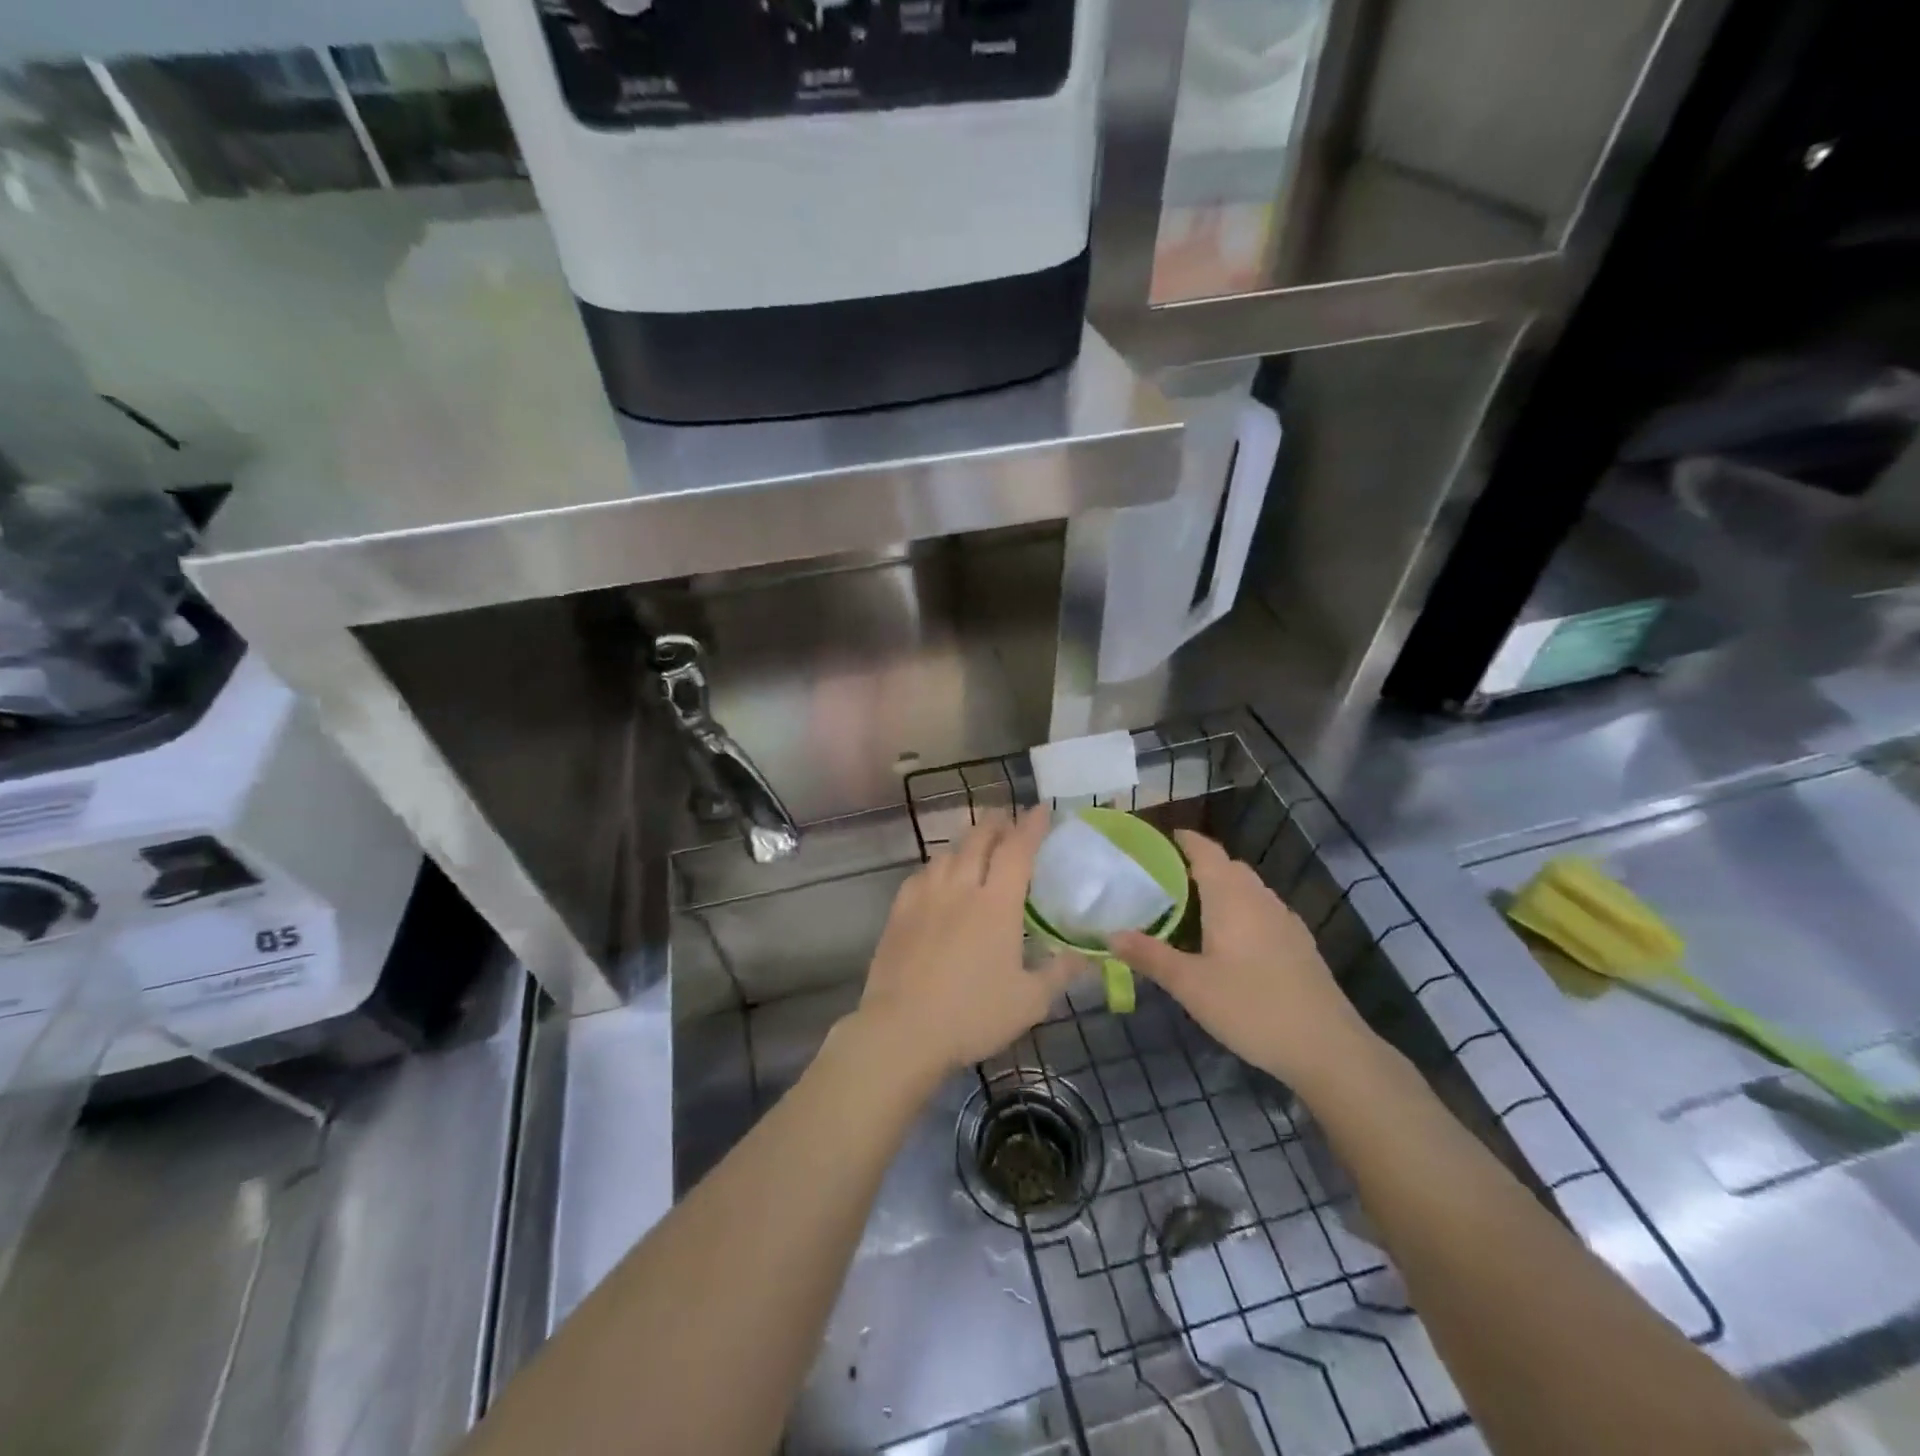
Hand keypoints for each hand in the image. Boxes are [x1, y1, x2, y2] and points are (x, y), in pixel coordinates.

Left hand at [852, 809, 1078, 1085]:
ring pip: (947, 853)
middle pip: (979, 839)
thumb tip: (1087, 956)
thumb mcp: (1030, 1001)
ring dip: (967, 843)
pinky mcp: (899, 911)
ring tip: (976, 849)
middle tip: (1008, 822)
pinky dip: (938, 867)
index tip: (1041, 810)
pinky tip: (938, 879)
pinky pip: (921, 874)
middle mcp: (960, 887)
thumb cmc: (973, 1015)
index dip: (1031, 826)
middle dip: (997, 823)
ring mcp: (925, 896)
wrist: (902, 1030)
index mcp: (997, 903)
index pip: (1018, 849)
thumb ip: (1060, 972)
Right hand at [1112, 830, 1378, 1093]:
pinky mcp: (1299, 944)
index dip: (1185, 840)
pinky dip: (1241, 910)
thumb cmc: (1251, 1007)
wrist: (1327, 1047)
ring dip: (1222, 888)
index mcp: (1231, 897)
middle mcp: (1260, 899)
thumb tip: (1111, 935)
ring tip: (1193, 909)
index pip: (1206, 851)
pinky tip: (1231, 942)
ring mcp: (1285, 920)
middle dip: (1200, 865)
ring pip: (1248, 889)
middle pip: (1228, 867)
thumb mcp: (1190, 985)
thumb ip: (1150, 956)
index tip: (1161, 839)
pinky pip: (1263, 911)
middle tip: (1166, 881)